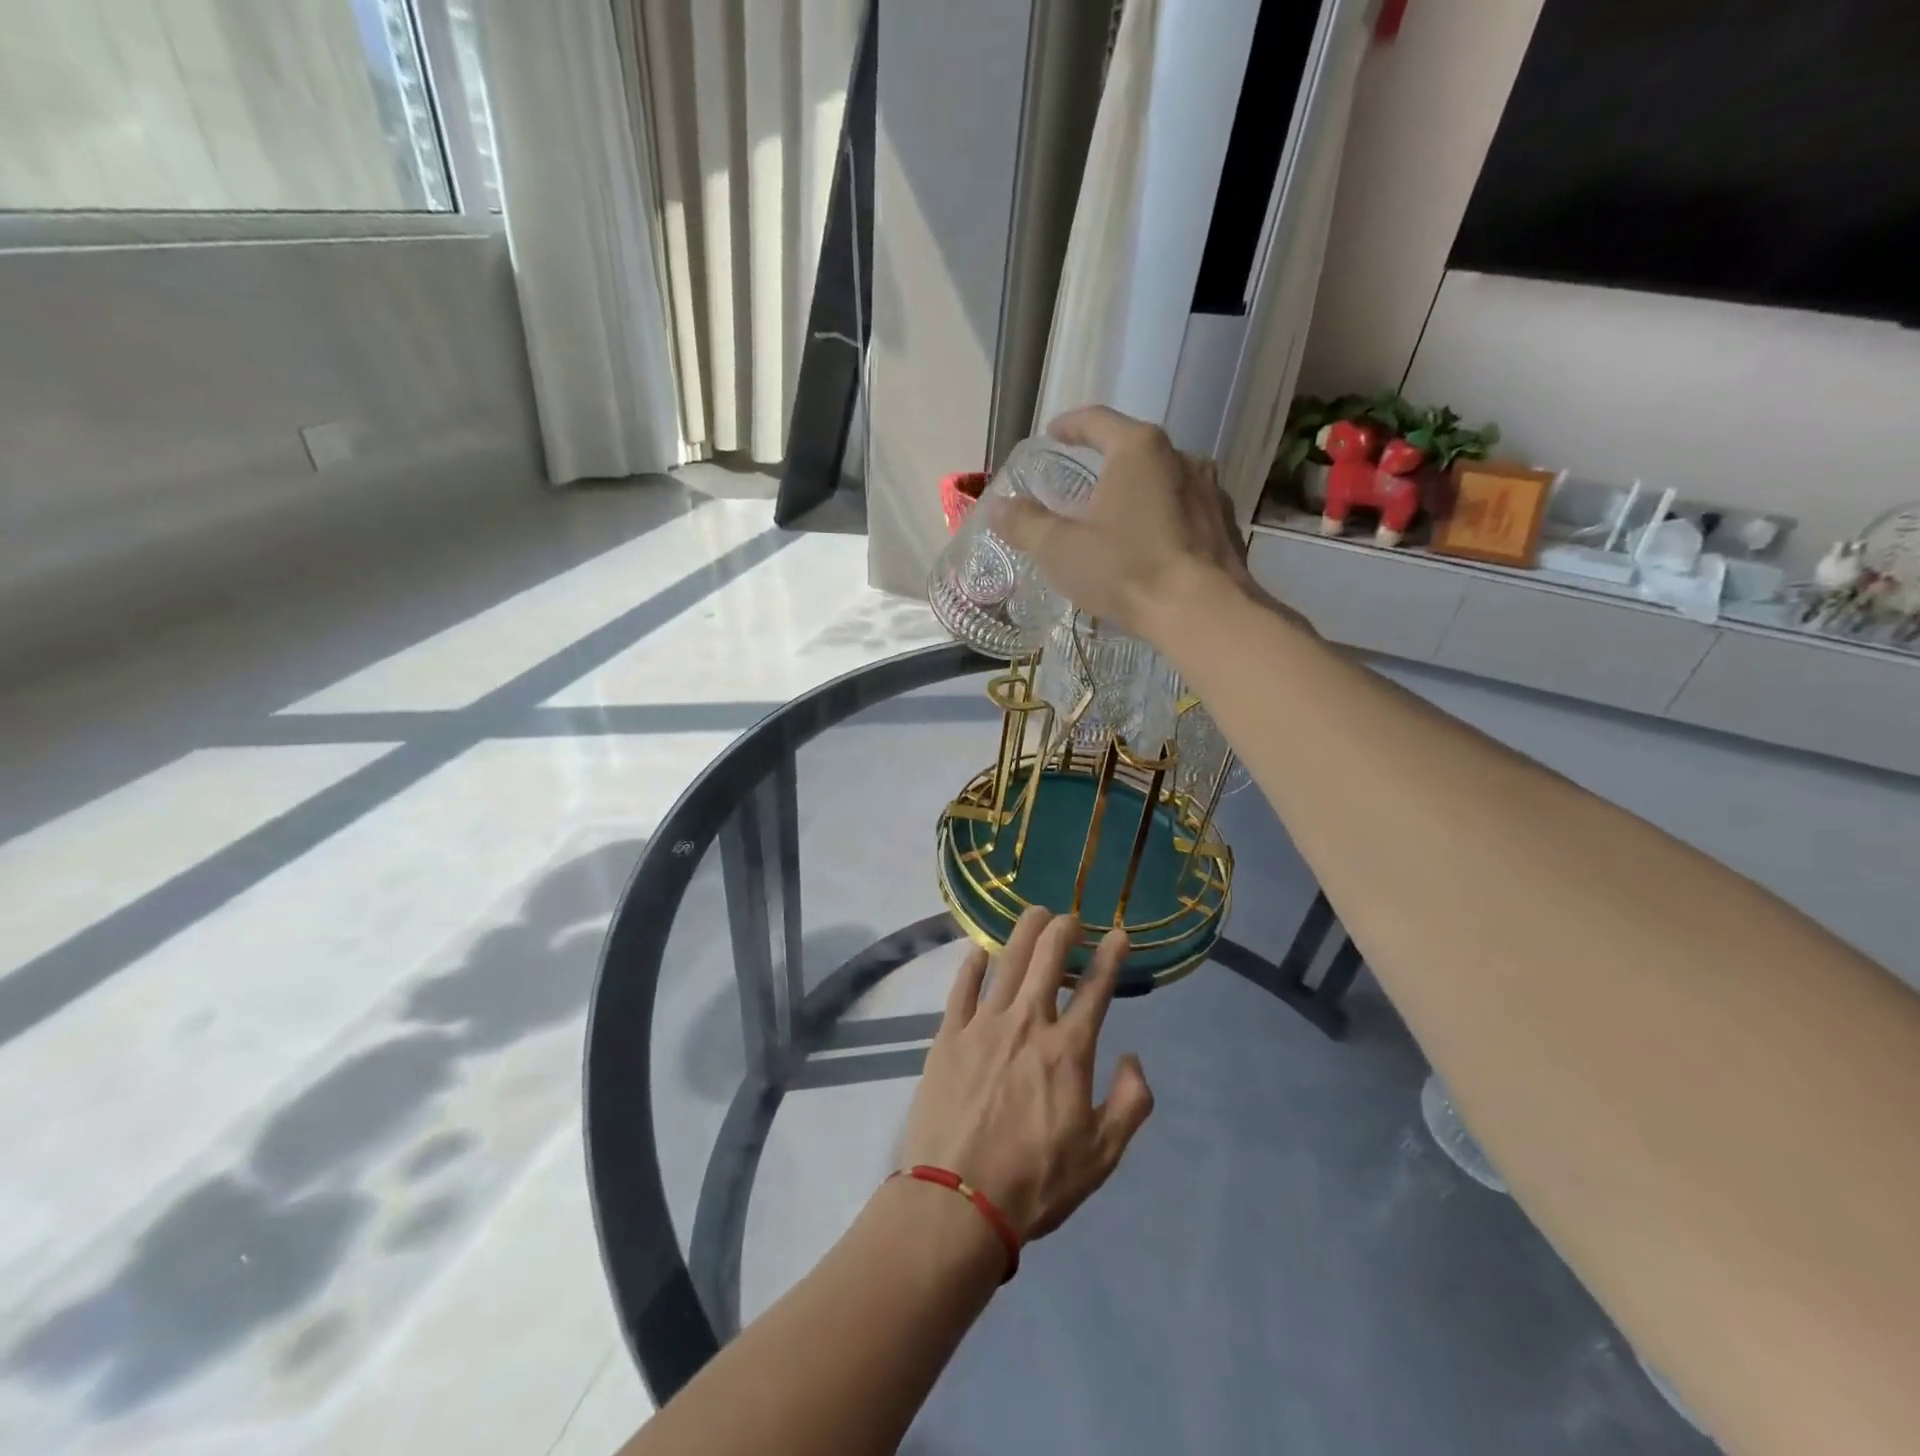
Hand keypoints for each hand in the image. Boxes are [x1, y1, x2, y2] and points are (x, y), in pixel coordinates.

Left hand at [899, 908, 1154, 1241]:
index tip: (1120, 935)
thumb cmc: (1036, 1181)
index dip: (1111, 957)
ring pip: (1006, 962)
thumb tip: (1133, 1056)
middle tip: (1070, 917)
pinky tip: (979, 950)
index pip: (1096, 989)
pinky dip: (972, 965)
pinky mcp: (948, 1035)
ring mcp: (983, 1025)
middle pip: (1047, 959)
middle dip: (1063, 929)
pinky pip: (961, 988)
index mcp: (1068, 1049)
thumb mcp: (1102, 1155)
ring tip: (1035, 913)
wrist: (958, 1201)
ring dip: (1024, 932)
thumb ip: (1131, 1102)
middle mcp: (1027, 1023)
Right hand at [992, 405, 1266, 644]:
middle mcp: (1181, 457)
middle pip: (1134, 450)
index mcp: (1139, 449)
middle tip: (1080, 484)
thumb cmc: (1126, 570)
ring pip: (1162, 481)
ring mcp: (1210, 490)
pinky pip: (1184, 510)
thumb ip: (1025, 523)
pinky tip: (1149, 547)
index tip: (1052, 436)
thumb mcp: (1060, 549)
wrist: (1203, 613)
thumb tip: (998, 506)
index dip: (1069, 426)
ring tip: (1114, 519)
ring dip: (1136, 493)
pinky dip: (1161, 519)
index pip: (1097, 420)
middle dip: (1104, 464)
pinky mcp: (1225, 524)